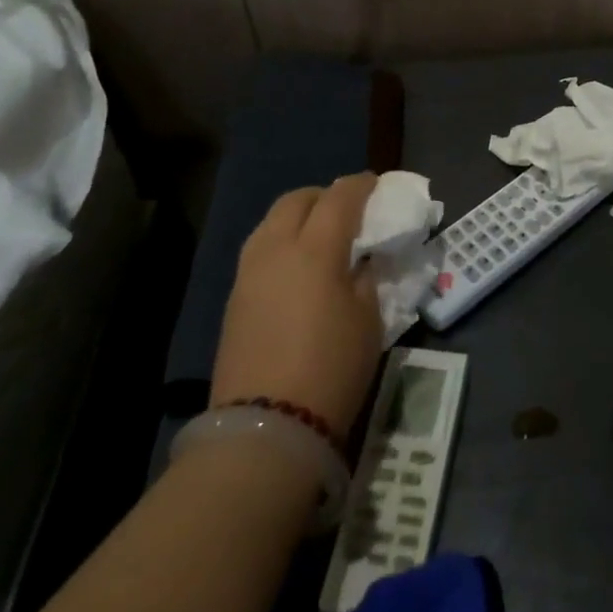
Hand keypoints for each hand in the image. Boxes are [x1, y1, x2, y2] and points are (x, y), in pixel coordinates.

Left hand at [211, 173, 381, 440]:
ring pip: (272, 222)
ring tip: (321, 237)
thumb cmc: (332, 367)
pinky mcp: (235, 298)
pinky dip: (282, 243)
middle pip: (297, 199)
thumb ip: (369, 276)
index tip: (377, 184)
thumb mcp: (370, 319)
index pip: (340, 197)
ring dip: (299, 217)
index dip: (361, 185)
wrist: (266, 427)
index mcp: (316, 248)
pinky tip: (298, 268)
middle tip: (348, 210)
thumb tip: (365, 259)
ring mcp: (249, 272)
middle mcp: (276, 248)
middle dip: (324, 195)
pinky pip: (261, 250)